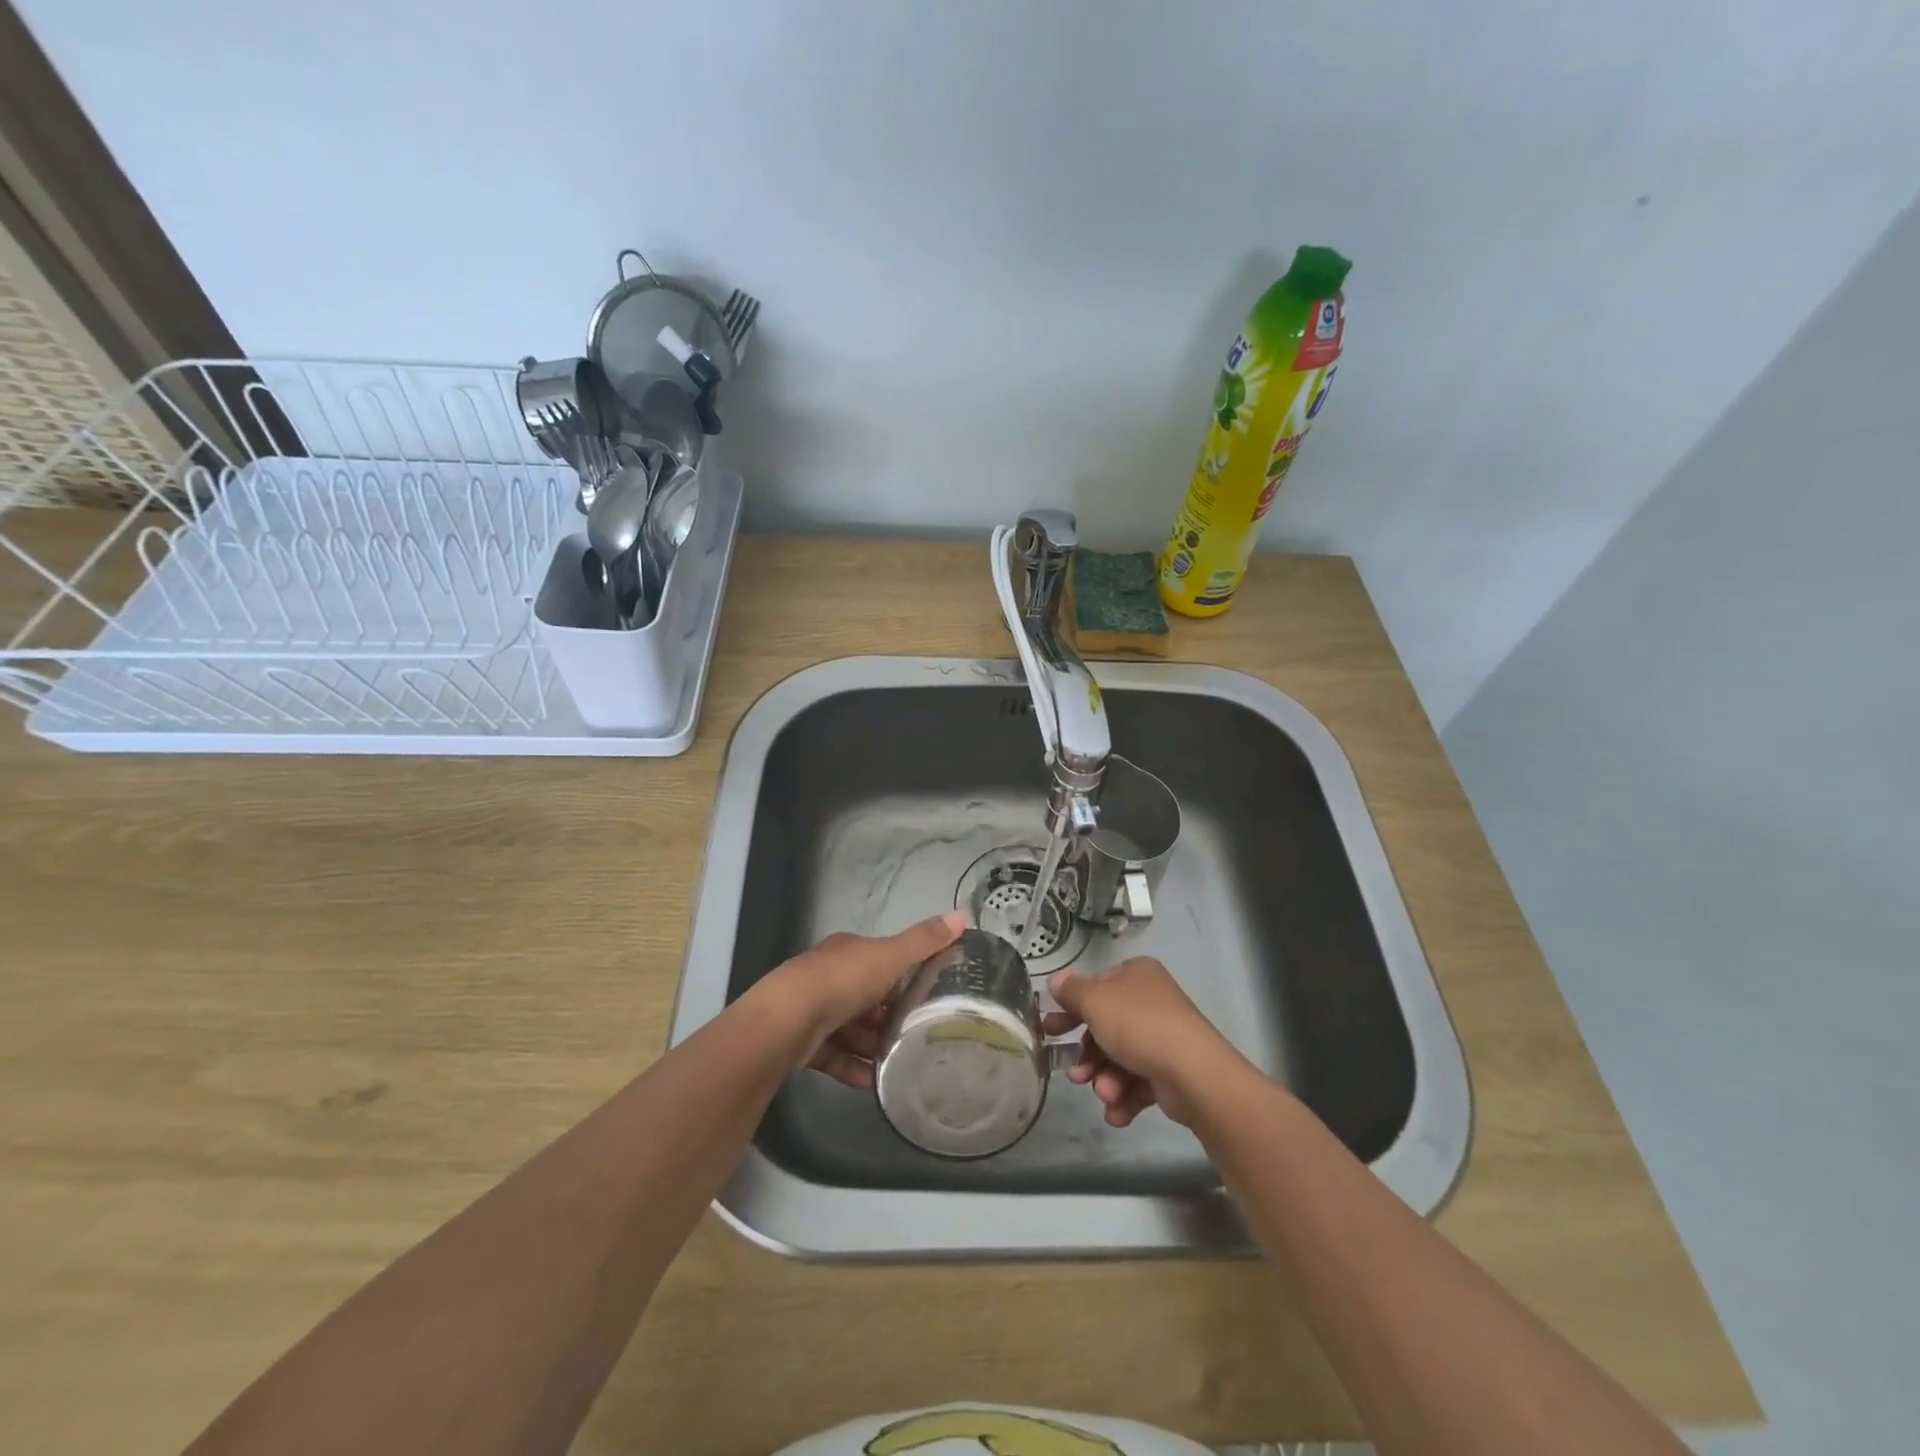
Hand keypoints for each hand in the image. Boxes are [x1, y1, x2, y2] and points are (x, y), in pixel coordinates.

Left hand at [755, 911, 968, 1088]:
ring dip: (873, 1046)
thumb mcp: (889, 956)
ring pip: (851, 1029)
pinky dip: (853, 1068)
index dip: (904, 976)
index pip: (881, 961)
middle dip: (890, 1016)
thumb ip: (924, 941)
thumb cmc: (842, 981)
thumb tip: (963, 913)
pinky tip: (873, 1083)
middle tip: (920, 1035)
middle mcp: (829, 977)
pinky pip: (835, 1056)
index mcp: (849, 952)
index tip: (930, 995)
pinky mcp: (803, 1043)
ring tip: (901, 1063)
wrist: (786, 1021)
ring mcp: (813, 1011)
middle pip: (867, 997)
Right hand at [1044, 957, 1240, 1126]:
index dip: (1070, 1008)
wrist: (1193, 1073)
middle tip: (1073, 1074)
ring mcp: (1163, 1037)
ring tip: (1104, 1094)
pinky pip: (1138, 1082)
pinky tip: (1116, 1112)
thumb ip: (1071, 991)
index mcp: (1135, 975)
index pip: (1096, 987)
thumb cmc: (1137, 1025)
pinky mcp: (1171, 1071)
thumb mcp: (1094, 1001)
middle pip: (1106, 1027)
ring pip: (1120, 1058)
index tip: (1050, 1029)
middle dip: (1088, 1055)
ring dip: (1105, 1080)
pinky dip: (1124, 1098)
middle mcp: (1151, 1001)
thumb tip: (1056, 981)